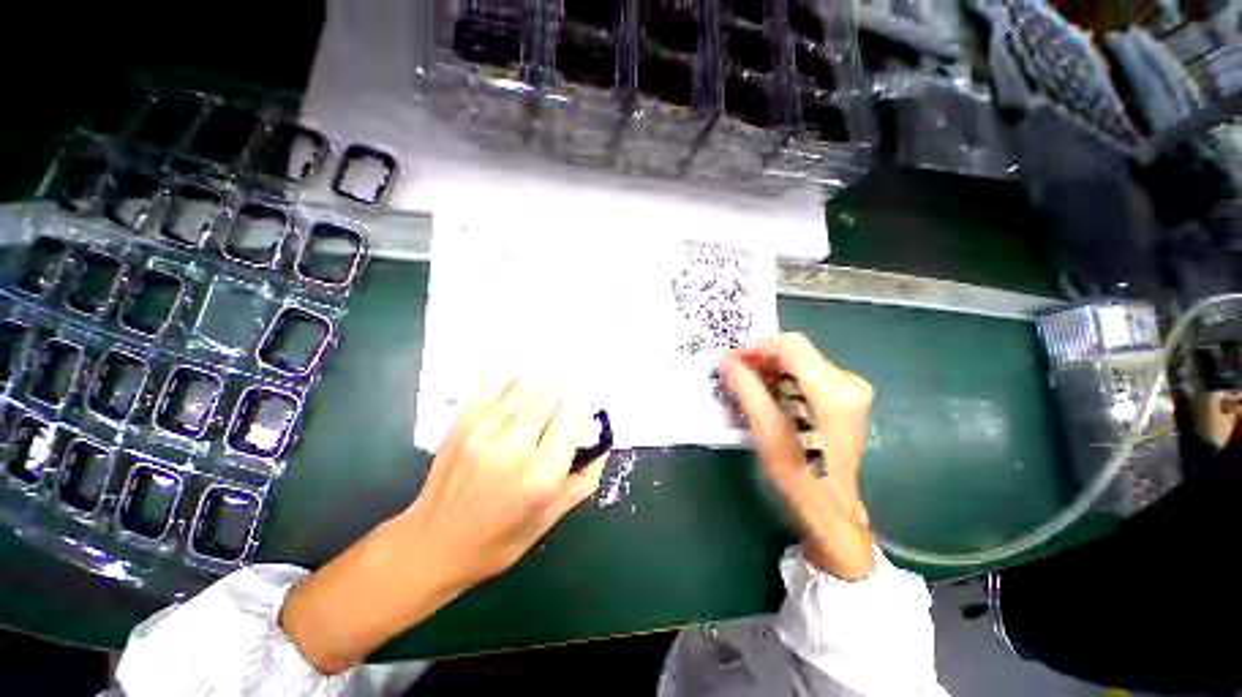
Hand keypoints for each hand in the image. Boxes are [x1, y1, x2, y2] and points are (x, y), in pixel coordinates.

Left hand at [280, 380, 607, 673]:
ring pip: (527, 382)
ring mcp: (483, 428)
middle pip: (552, 390)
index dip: (591, 401)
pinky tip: (514, 404)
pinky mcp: (462, 420)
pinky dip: (513, 388)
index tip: (594, 405)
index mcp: (541, 473)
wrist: (433, 544)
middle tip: (566, 410)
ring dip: (542, 389)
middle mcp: (513, 443)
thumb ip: (586, 475)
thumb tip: (603, 440)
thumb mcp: (553, 516)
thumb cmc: (500, 538)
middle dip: (567, 395)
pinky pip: (497, 383)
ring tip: (542, 406)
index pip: (575, 411)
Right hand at [720, 333, 875, 580]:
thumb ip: (746, 388)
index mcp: (834, 389)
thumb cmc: (797, 474)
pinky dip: (782, 379)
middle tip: (733, 373)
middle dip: (761, 359)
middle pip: (796, 352)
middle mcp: (848, 382)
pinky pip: (807, 375)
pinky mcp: (845, 400)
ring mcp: (851, 391)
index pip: (791, 346)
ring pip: (800, 362)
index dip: (756, 348)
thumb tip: (724, 358)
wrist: (829, 508)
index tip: (730, 361)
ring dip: (769, 369)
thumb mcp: (767, 429)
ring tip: (745, 384)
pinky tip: (766, 393)